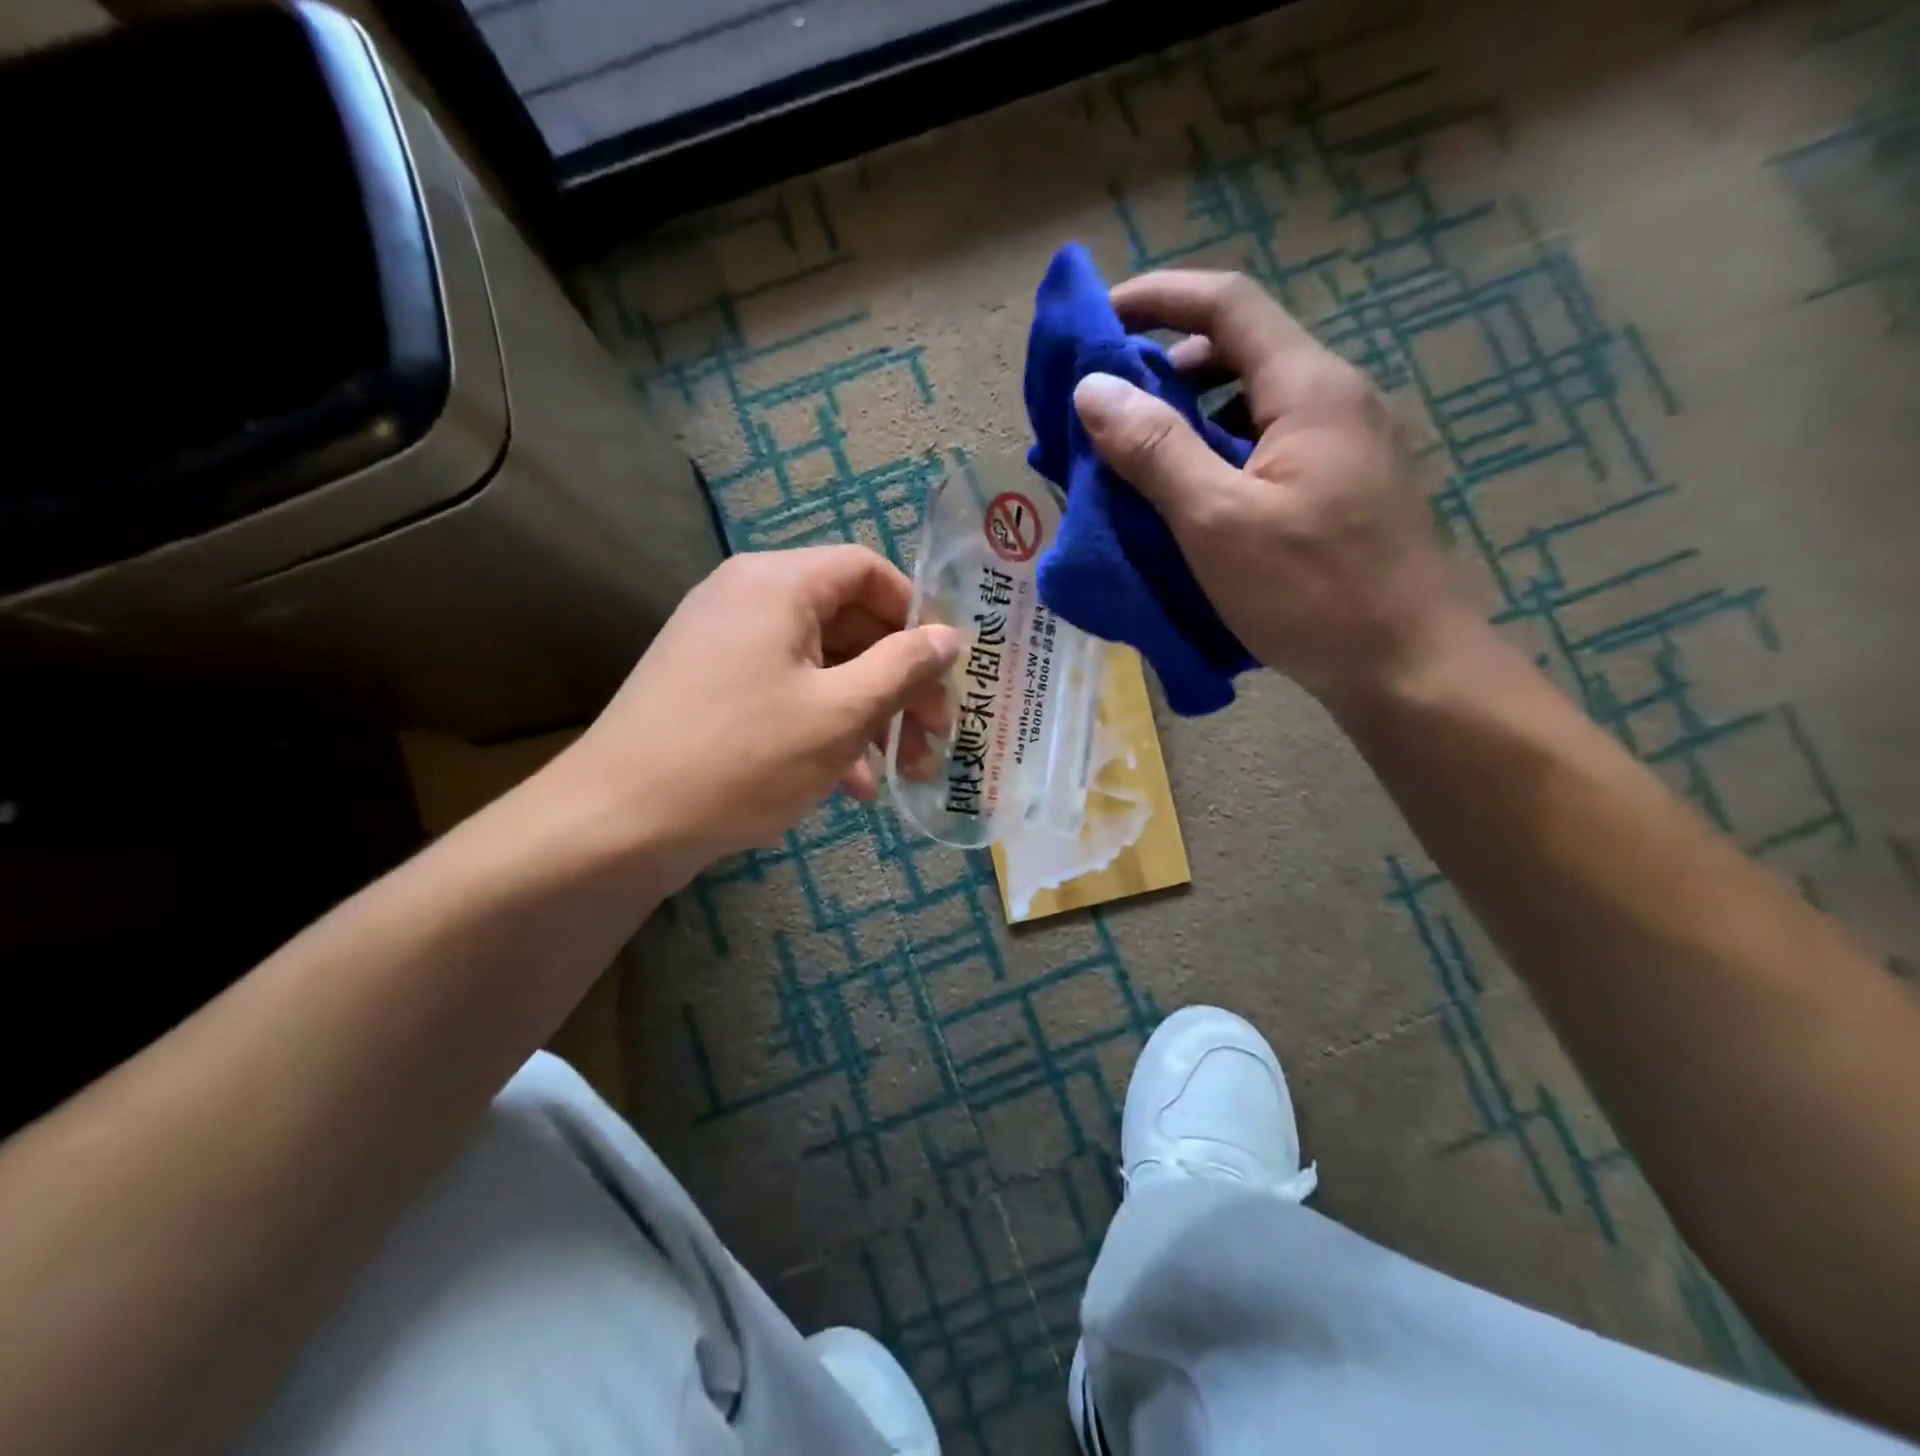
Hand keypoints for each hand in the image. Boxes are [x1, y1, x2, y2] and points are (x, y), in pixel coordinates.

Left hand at [558, 546, 960, 872]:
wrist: (620, 823)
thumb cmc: (743, 756)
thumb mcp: (841, 713)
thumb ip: (904, 667)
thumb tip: (950, 637)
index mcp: (778, 583)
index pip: (867, 571)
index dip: (916, 615)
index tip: (945, 669)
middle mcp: (749, 599)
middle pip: (849, 623)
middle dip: (898, 682)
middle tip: (934, 736)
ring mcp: (726, 646)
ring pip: (822, 667)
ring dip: (869, 716)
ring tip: (900, 774)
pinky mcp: (713, 690)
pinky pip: (788, 694)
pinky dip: (825, 730)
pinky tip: (851, 787)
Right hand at [1072, 270, 1485, 710]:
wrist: (1408, 665)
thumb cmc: (1311, 592)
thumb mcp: (1216, 521)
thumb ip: (1155, 449)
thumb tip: (1093, 387)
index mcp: (1309, 388)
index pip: (1228, 304)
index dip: (1159, 298)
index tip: (1100, 320)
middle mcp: (1337, 398)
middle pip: (1243, 350)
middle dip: (1169, 366)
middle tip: (1111, 408)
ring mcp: (1349, 443)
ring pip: (1257, 402)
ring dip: (1194, 416)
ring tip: (1142, 459)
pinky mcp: (1347, 486)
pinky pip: (1272, 445)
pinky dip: (1223, 453)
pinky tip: (1196, 499)